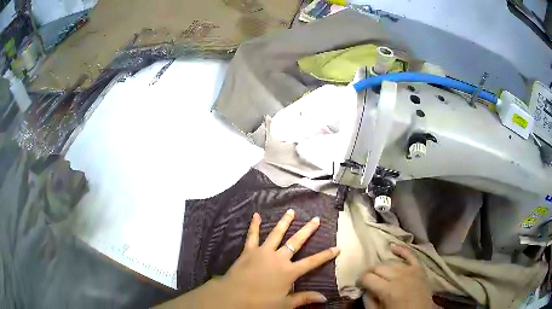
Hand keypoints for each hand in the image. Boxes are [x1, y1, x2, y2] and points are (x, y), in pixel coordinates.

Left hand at [216, 209, 340, 307]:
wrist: (233, 297)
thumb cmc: (260, 302)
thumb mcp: (285, 304)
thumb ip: (304, 298)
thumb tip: (325, 298)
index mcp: (289, 271)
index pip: (312, 262)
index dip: (326, 255)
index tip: (337, 247)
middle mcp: (278, 258)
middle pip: (296, 242)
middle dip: (307, 230)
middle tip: (316, 219)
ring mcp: (263, 252)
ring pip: (276, 234)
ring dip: (284, 222)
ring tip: (292, 211)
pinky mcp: (249, 251)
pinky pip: (252, 235)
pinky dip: (254, 225)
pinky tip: (256, 215)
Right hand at [359, 244, 431, 308]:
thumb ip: (369, 301)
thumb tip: (364, 290)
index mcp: (388, 290)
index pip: (368, 278)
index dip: (360, 280)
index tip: (359, 285)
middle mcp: (399, 277)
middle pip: (379, 267)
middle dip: (369, 272)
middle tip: (367, 280)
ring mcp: (411, 271)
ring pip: (391, 262)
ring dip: (382, 267)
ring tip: (379, 273)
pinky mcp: (419, 269)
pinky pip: (410, 255)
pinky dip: (401, 250)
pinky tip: (392, 247)